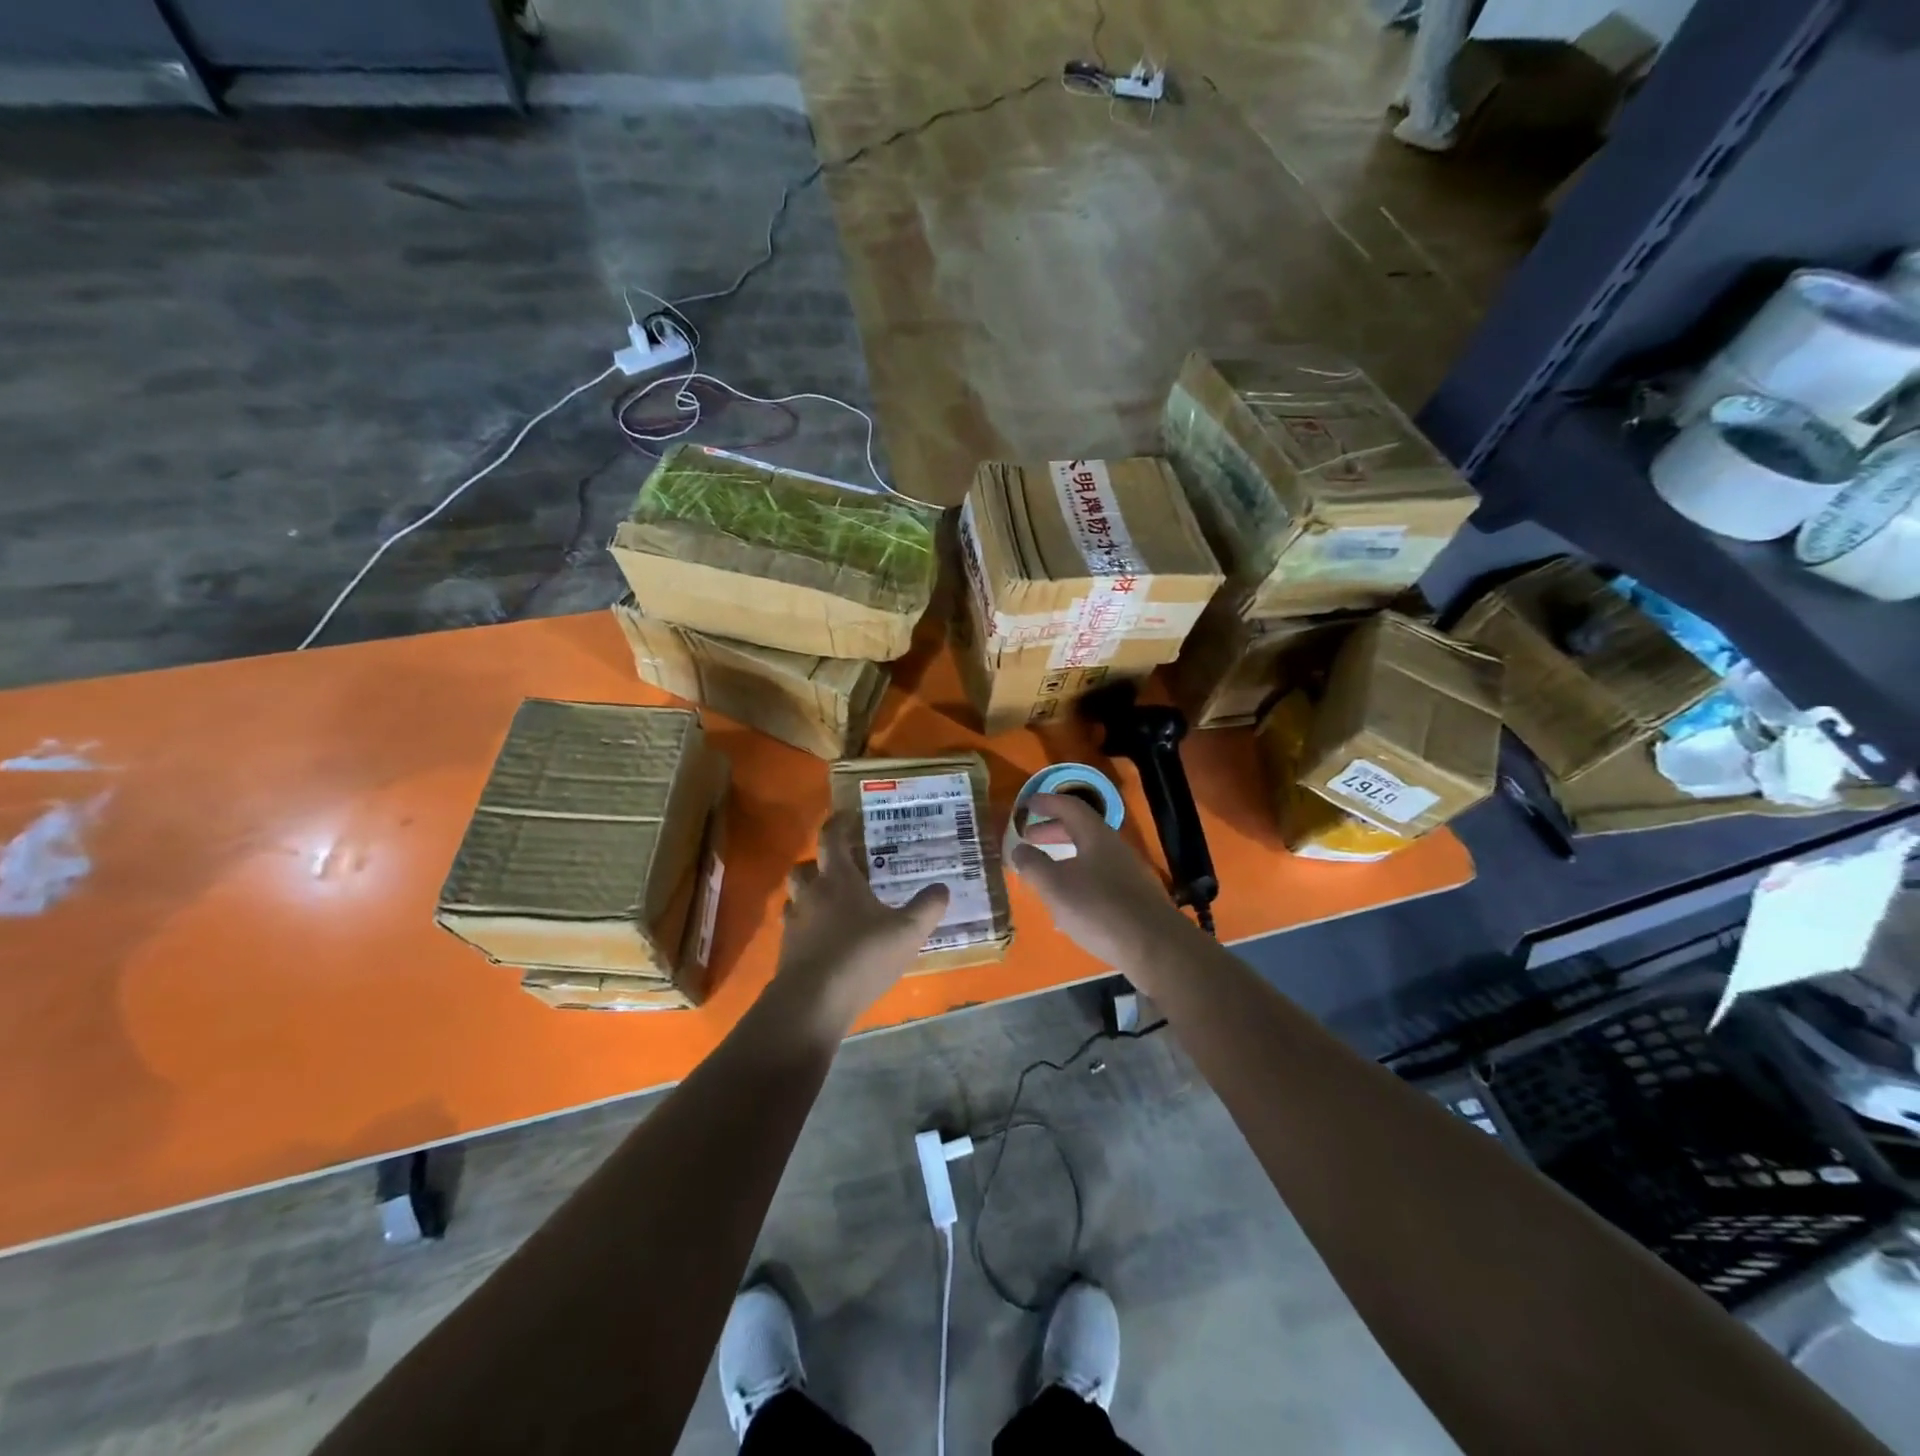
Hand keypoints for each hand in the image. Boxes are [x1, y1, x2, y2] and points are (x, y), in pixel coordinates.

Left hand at [772, 813, 948, 1034]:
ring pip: (795, 898)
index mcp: (838, 879)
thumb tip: (942, 887)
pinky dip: (807, 927)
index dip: (839, 824)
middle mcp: (811, 894)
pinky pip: (794, 928)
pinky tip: (824, 941)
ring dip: (809, 896)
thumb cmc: (862, 955)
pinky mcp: (786, 952)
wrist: (812, 1002)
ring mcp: (794, 923)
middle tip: (840, 869)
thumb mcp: (907, 932)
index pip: (832, 839)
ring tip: (831, 906)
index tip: (848, 816)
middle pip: (805, 867)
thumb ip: (927, 908)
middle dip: (818, 863)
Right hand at [1007, 793, 1196, 970]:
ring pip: (1090, 855)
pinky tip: (1068, 905)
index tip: (1027, 805)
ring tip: (1043, 873)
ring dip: (1064, 857)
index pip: (1069, 807)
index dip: (1047, 803)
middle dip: (1053, 831)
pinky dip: (1078, 879)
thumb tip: (1019, 849)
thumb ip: (1033, 865)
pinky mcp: (1134, 897)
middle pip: (1081, 829)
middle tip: (1029, 838)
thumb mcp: (1055, 886)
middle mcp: (1114, 847)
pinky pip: (1099, 877)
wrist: (1154, 946)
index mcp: (1096, 836)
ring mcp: (1128, 872)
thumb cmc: (1099, 909)